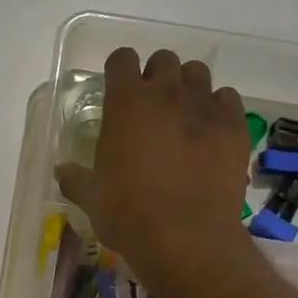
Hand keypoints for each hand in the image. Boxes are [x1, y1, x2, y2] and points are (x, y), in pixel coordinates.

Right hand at [55, 47, 250, 293]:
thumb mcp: (92, 197)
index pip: (122, 59)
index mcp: (126, 103)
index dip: (119, 71)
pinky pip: (228, 99)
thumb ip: (76, 178)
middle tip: (151, 106)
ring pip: (198, 74)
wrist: (186, 238)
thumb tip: (62, 171)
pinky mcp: (235, 126)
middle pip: (164, 60)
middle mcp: (167, 93)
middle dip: (156, 76)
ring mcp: (205, 107)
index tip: (118, 88)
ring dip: (188, 87)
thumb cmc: (128, 214)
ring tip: (183, 115)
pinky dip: (218, 109)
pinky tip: (210, 132)